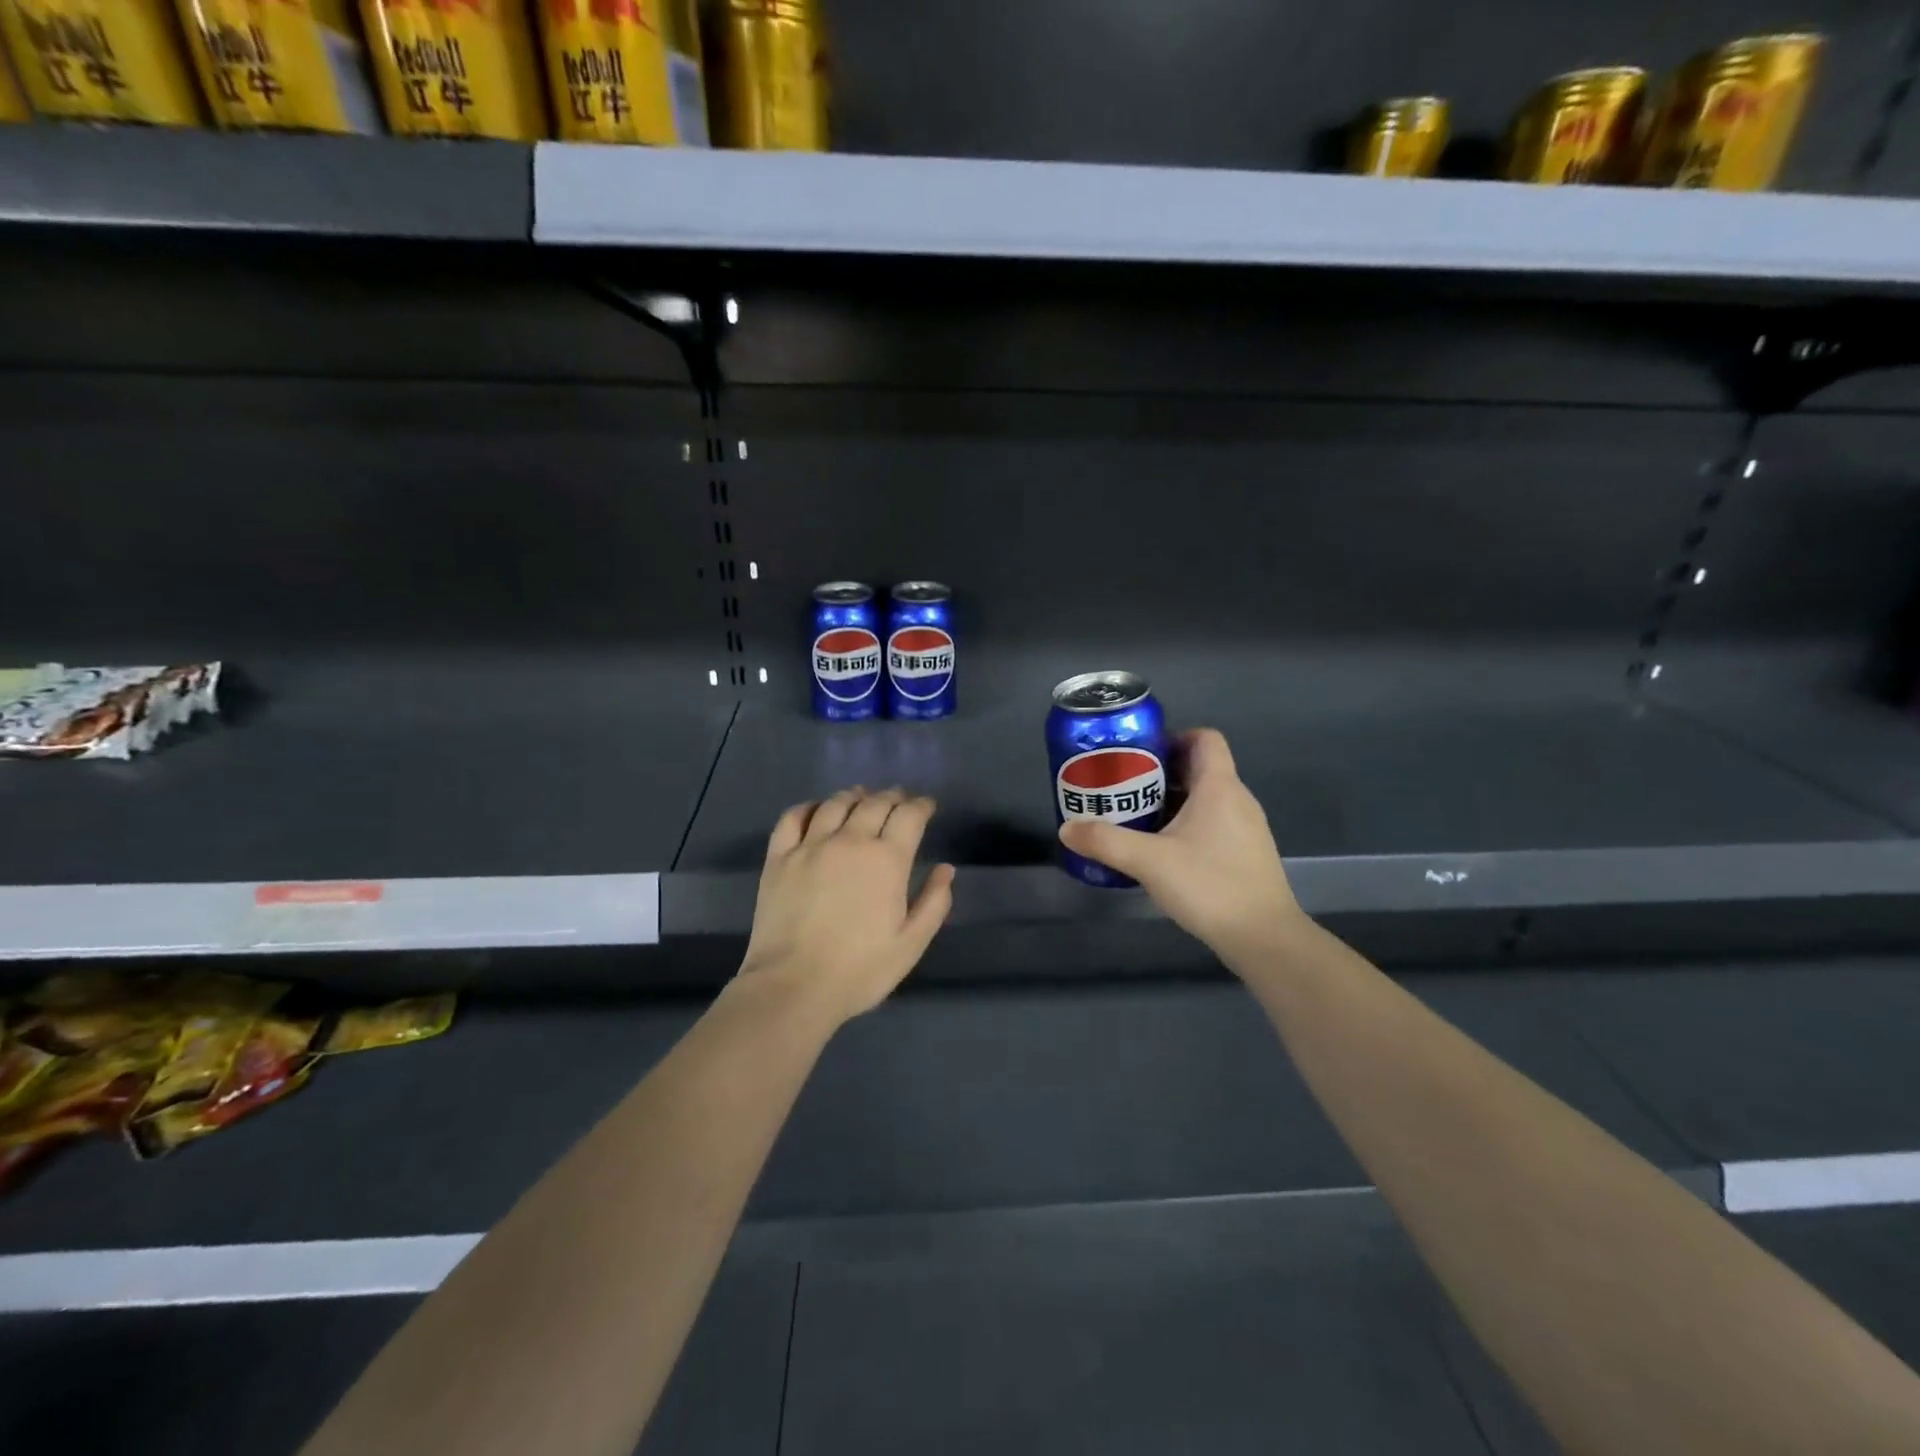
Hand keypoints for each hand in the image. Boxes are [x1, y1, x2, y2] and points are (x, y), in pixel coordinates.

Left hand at [739, 787, 955, 1025]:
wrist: (793, 986)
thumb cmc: (860, 970)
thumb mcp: (911, 944)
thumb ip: (934, 903)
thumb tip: (946, 869)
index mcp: (887, 860)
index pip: (909, 815)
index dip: (921, 805)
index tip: (927, 806)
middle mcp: (850, 841)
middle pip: (874, 803)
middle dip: (892, 797)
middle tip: (899, 800)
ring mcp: (810, 846)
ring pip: (835, 804)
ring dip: (854, 796)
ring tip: (861, 797)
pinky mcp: (779, 858)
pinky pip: (792, 817)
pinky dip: (808, 807)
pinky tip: (815, 810)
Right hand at [1058, 729, 1302, 964]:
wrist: (1264, 938)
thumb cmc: (1210, 885)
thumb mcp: (1149, 861)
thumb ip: (1105, 841)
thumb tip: (1067, 829)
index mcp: (1219, 787)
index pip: (1205, 738)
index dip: (1173, 737)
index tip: (1140, 754)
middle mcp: (1237, 800)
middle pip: (1199, 768)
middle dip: (1160, 773)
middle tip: (1124, 786)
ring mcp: (1246, 829)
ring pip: (1205, 799)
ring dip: (1171, 801)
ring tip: (1135, 817)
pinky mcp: (1245, 855)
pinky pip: (1212, 824)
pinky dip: (1186, 826)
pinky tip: (1161, 850)